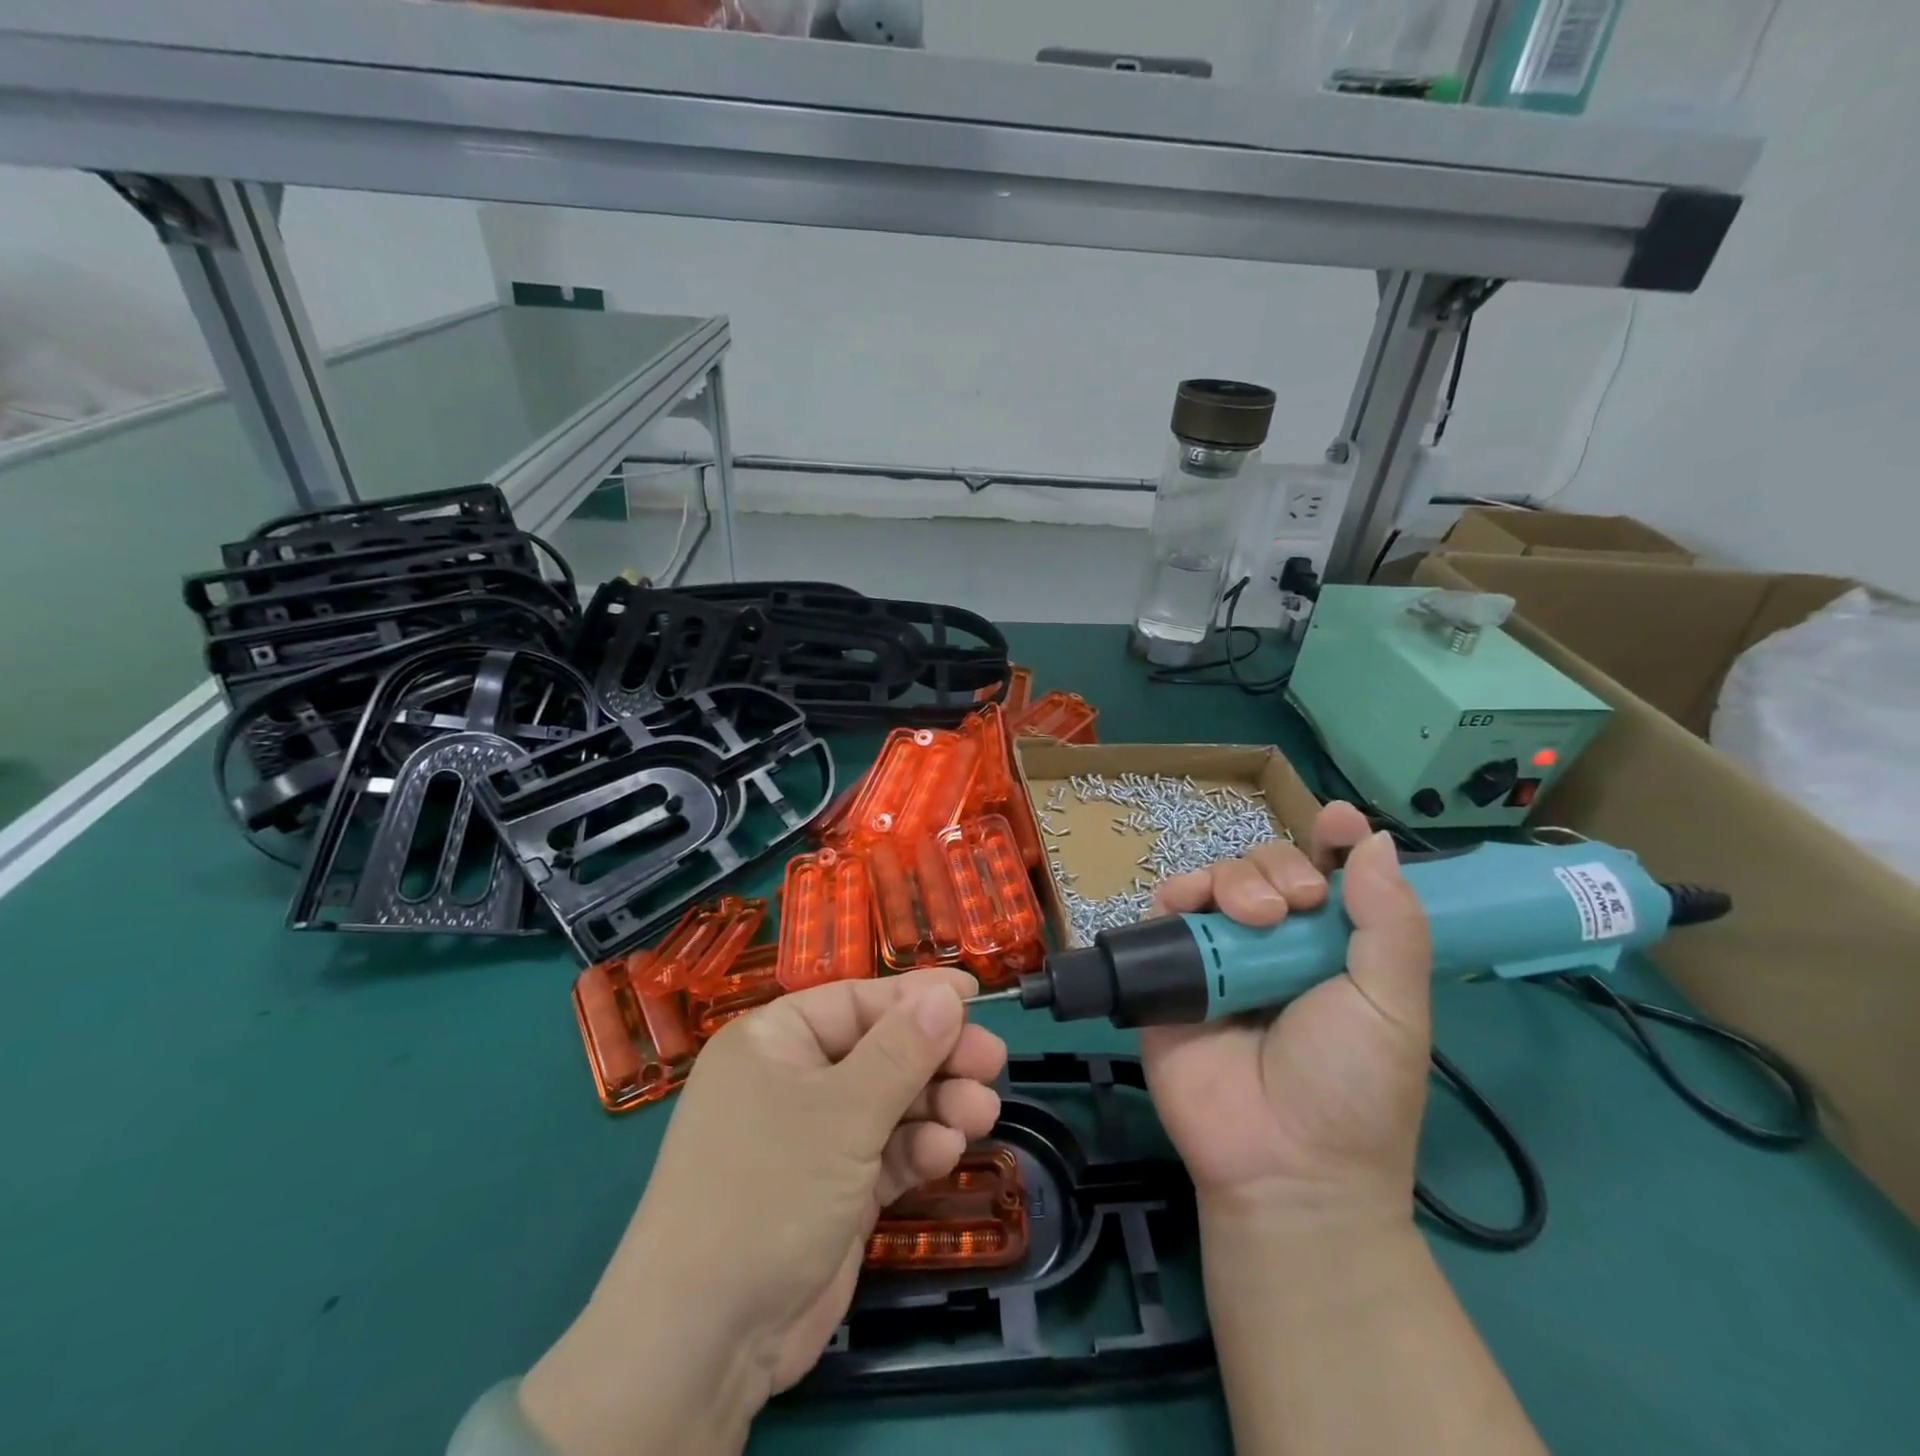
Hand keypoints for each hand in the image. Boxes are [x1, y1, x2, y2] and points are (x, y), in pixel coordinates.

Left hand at [519, 968, 1007, 1455]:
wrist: (707, 1342)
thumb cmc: (769, 1189)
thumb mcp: (843, 1112)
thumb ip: (903, 1050)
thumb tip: (947, 993)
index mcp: (776, 1041)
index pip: (858, 1001)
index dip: (916, 997)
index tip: (974, 996)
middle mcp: (793, 1079)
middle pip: (881, 1050)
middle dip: (937, 1057)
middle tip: (993, 1062)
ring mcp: (813, 1138)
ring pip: (890, 1102)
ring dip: (937, 1105)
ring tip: (981, 1112)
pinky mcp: (834, 1188)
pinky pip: (885, 1151)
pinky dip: (918, 1149)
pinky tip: (947, 1153)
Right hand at [1140, 803, 1433, 1221]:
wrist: (1280, 1163)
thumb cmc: (1352, 1088)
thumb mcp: (1393, 1006)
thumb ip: (1390, 922)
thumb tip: (1376, 840)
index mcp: (1333, 948)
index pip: (1330, 876)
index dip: (1332, 842)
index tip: (1335, 822)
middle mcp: (1275, 943)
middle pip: (1267, 867)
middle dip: (1278, 868)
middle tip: (1293, 906)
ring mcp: (1220, 955)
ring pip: (1217, 881)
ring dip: (1233, 880)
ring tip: (1250, 919)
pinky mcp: (1171, 971)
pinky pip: (1164, 913)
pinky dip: (1174, 895)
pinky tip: (1187, 903)